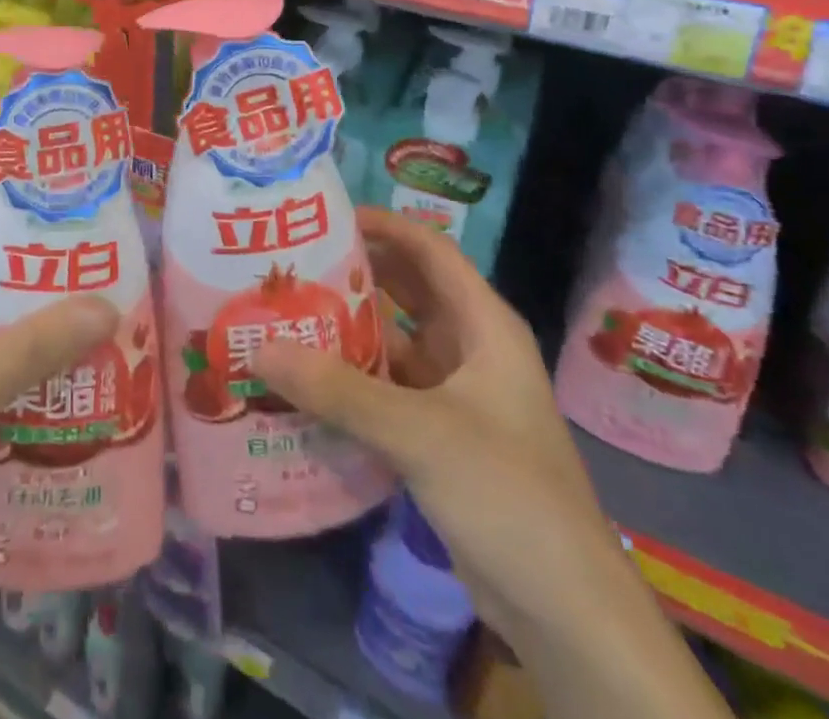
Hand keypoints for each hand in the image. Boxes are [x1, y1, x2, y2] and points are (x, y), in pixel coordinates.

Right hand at [250, 208, 630, 652]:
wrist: (567, 612)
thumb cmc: (508, 494)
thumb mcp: (420, 433)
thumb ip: (339, 390)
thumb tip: (261, 349)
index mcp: (484, 326)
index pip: (430, 250)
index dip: (384, 225)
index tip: (326, 216)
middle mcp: (471, 349)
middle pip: (408, 291)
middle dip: (355, 274)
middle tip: (292, 263)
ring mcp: (458, 395)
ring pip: (396, 342)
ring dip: (349, 329)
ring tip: (287, 314)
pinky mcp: (442, 436)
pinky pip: (390, 389)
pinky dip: (354, 380)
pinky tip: (307, 381)